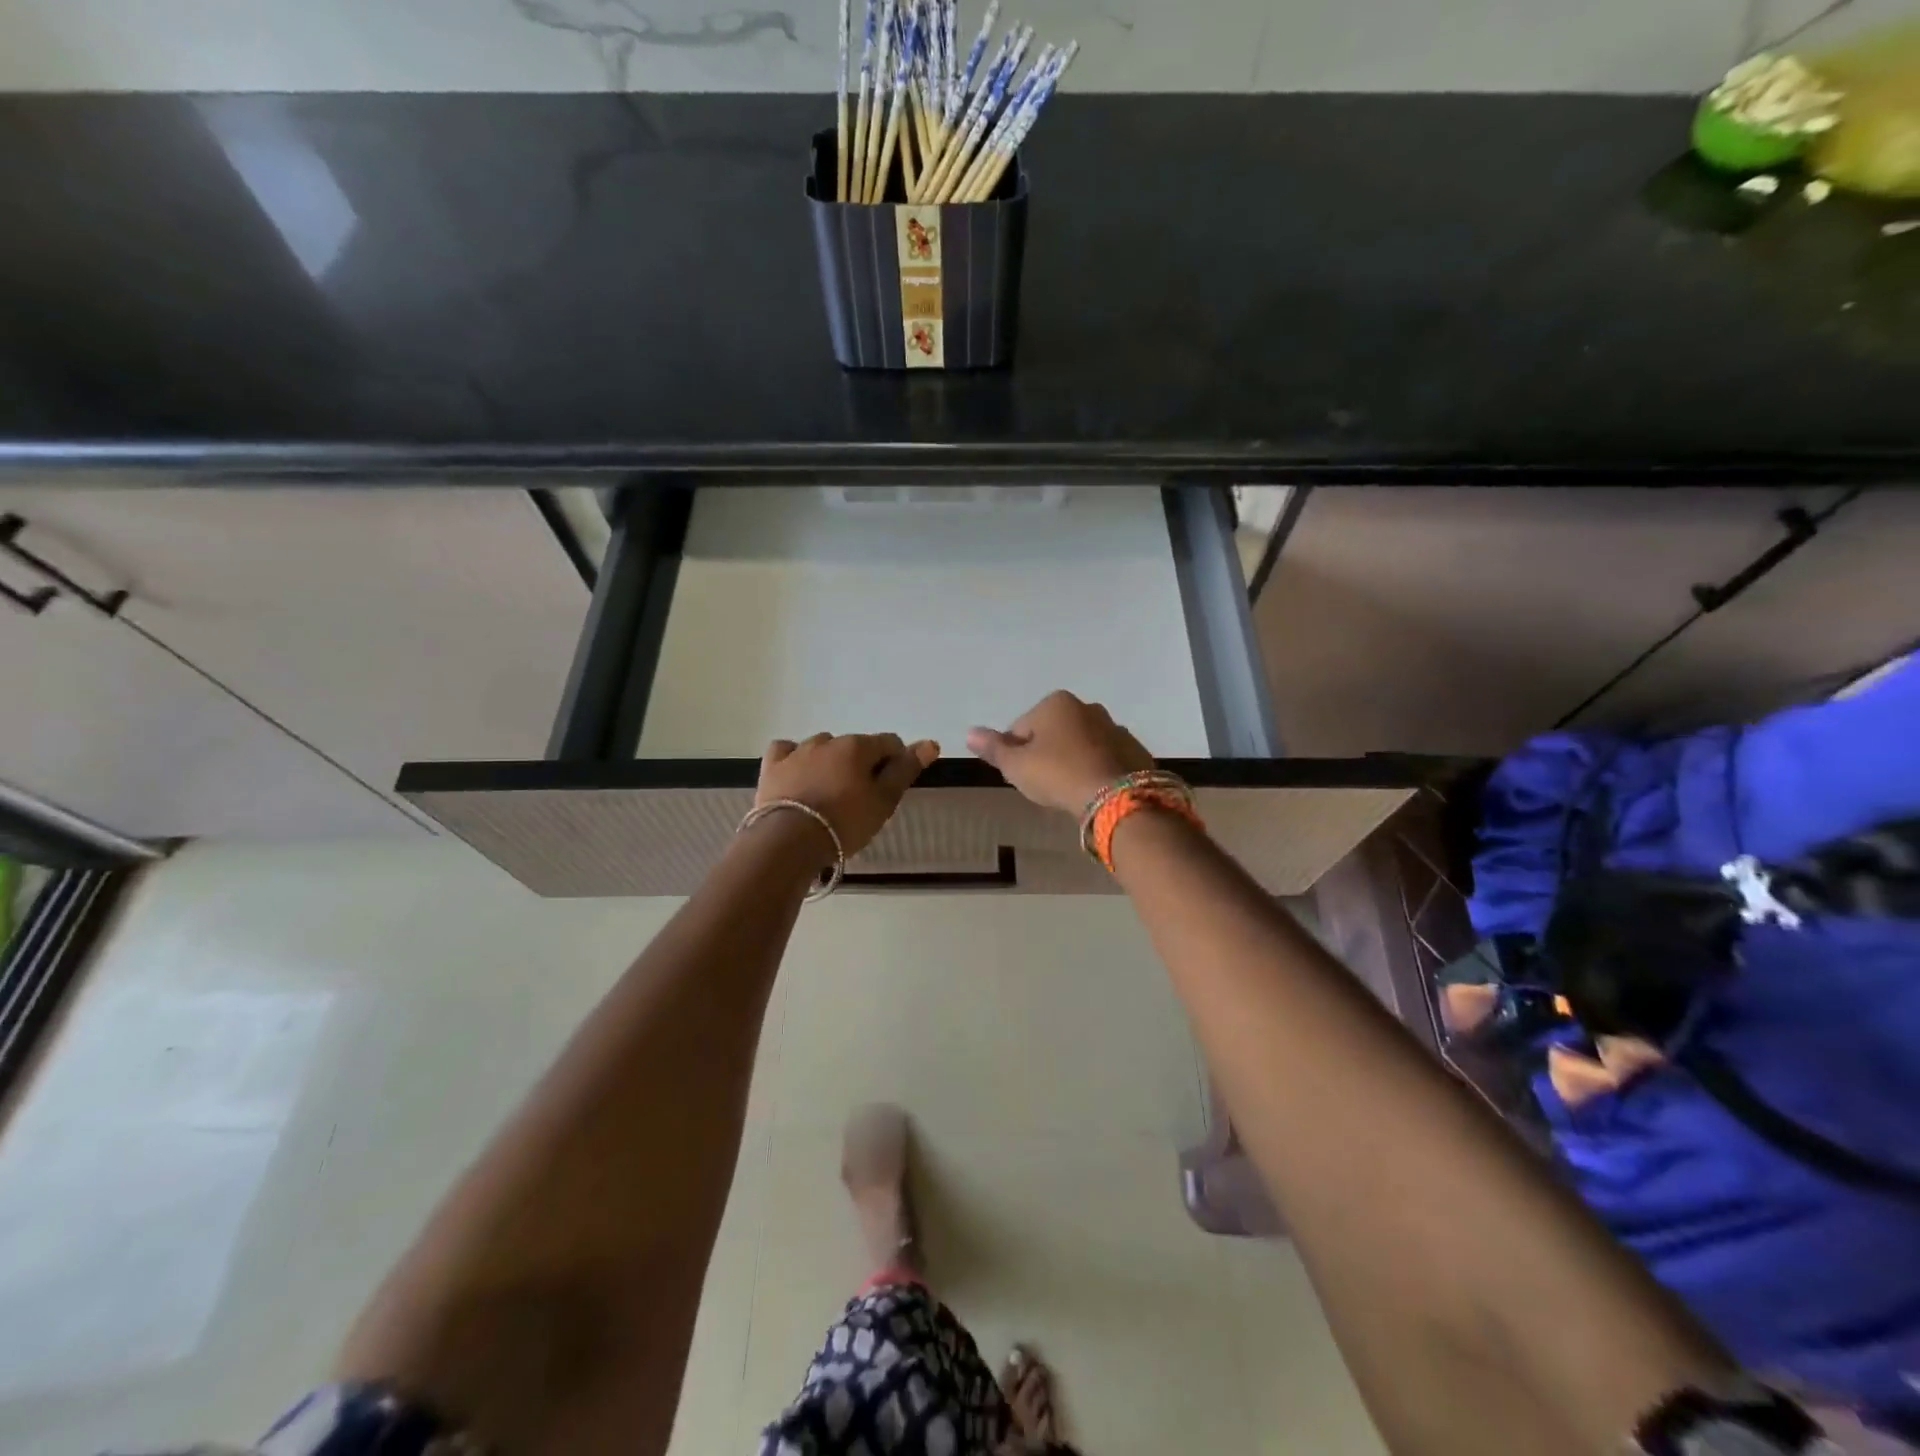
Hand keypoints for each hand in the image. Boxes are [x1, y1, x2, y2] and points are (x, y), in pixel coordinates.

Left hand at [756, 733, 939, 856]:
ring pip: (821, 748)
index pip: (889, 743)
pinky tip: (798, 774)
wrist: (789, 841)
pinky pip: (786, 751)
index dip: (896, 762)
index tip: (891, 787)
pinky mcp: (772, 766)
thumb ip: (906, 770)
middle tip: (860, 799)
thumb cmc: (845, 822)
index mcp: (858, 747)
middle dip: (861, 765)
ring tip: (829, 793)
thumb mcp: (884, 801)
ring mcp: (797, 752)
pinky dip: (795, 759)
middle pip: (854, 747)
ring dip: (830, 762)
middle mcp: (828, 741)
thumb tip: (930, 742)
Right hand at [966, 691, 1153, 814]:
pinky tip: (1092, 792)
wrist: (1116, 797)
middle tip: (1044, 785)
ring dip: (1072, 762)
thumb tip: (970, 733)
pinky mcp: (1134, 750)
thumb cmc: (1057, 774)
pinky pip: (1105, 759)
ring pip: (1081, 745)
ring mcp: (1115, 728)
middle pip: (1053, 733)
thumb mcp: (1016, 766)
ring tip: (1068, 791)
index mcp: (1056, 703)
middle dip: (1046, 755)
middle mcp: (1087, 707)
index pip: (1021, 728)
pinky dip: (1096, 771)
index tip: (1021, 776)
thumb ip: (993, 748)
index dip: (1015, 754)